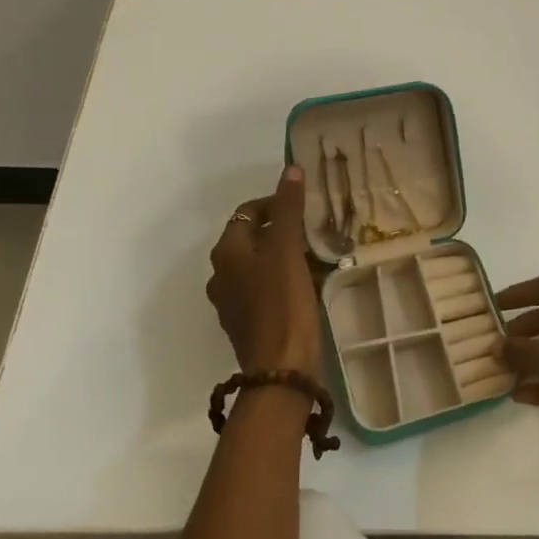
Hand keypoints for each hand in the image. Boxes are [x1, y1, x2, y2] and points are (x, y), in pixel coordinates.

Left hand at [206, 166, 321, 376]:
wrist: (281, 369)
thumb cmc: (282, 302)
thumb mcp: (286, 249)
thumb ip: (287, 208)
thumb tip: (290, 169)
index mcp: (226, 253)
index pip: (247, 212)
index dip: (275, 203)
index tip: (305, 206)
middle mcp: (221, 275)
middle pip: (253, 239)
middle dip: (282, 231)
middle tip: (314, 231)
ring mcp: (233, 303)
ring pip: (261, 266)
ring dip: (285, 256)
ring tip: (316, 257)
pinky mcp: (249, 324)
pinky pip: (266, 290)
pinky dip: (284, 280)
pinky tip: (308, 286)